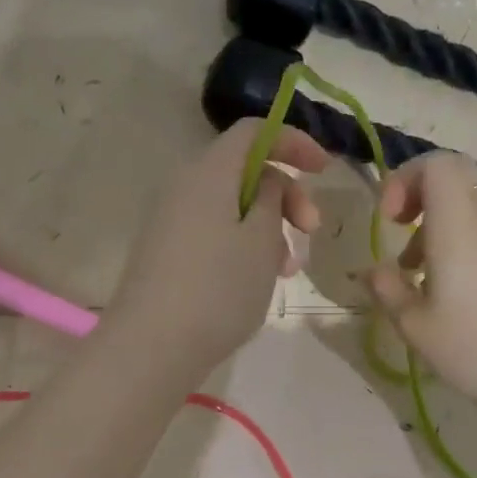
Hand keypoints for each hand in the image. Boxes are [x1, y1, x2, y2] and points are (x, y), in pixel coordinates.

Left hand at [108, 119, 327, 375]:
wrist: (152, 347)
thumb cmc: (217, 289)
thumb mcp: (261, 240)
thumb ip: (272, 198)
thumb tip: (266, 183)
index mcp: (208, 172)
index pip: (253, 131)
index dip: (293, 141)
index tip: (324, 170)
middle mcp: (184, 186)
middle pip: (244, 170)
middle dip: (286, 194)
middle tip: (310, 231)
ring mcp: (171, 221)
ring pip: (231, 206)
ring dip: (268, 227)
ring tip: (286, 269)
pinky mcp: (166, 252)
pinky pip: (214, 231)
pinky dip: (243, 245)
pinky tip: (258, 281)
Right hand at [365, 151, 476, 416]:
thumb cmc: (472, 350)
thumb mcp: (414, 326)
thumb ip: (387, 289)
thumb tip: (372, 270)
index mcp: (458, 228)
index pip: (437, 164)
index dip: (405, 178)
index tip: (390, 220)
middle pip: (456, 173)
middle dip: (419, 190)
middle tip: (400, 226)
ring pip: (469, 202)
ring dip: (436, 221)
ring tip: (416, 271)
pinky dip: (459, 239)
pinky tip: (449, 288)